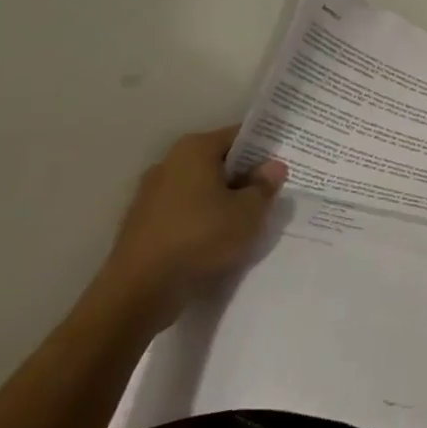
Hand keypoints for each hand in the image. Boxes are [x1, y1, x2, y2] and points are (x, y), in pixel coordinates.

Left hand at [90, 126, 287, 327]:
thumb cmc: (201, 238)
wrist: (140, 291)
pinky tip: (219, 238)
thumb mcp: (249, 212)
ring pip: (201, 187)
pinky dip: (204, 217)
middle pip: (218, 161)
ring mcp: (151, 193)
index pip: (239, 135)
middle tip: (273, 192)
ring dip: (224, 198)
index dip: (266, 148)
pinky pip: (185, 210)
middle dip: (245, 175)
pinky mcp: (144, 222)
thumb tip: (273, 166)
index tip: (286, 162)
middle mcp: (169, 163)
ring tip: (249, 219)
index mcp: (194, 150)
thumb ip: (264, 185)